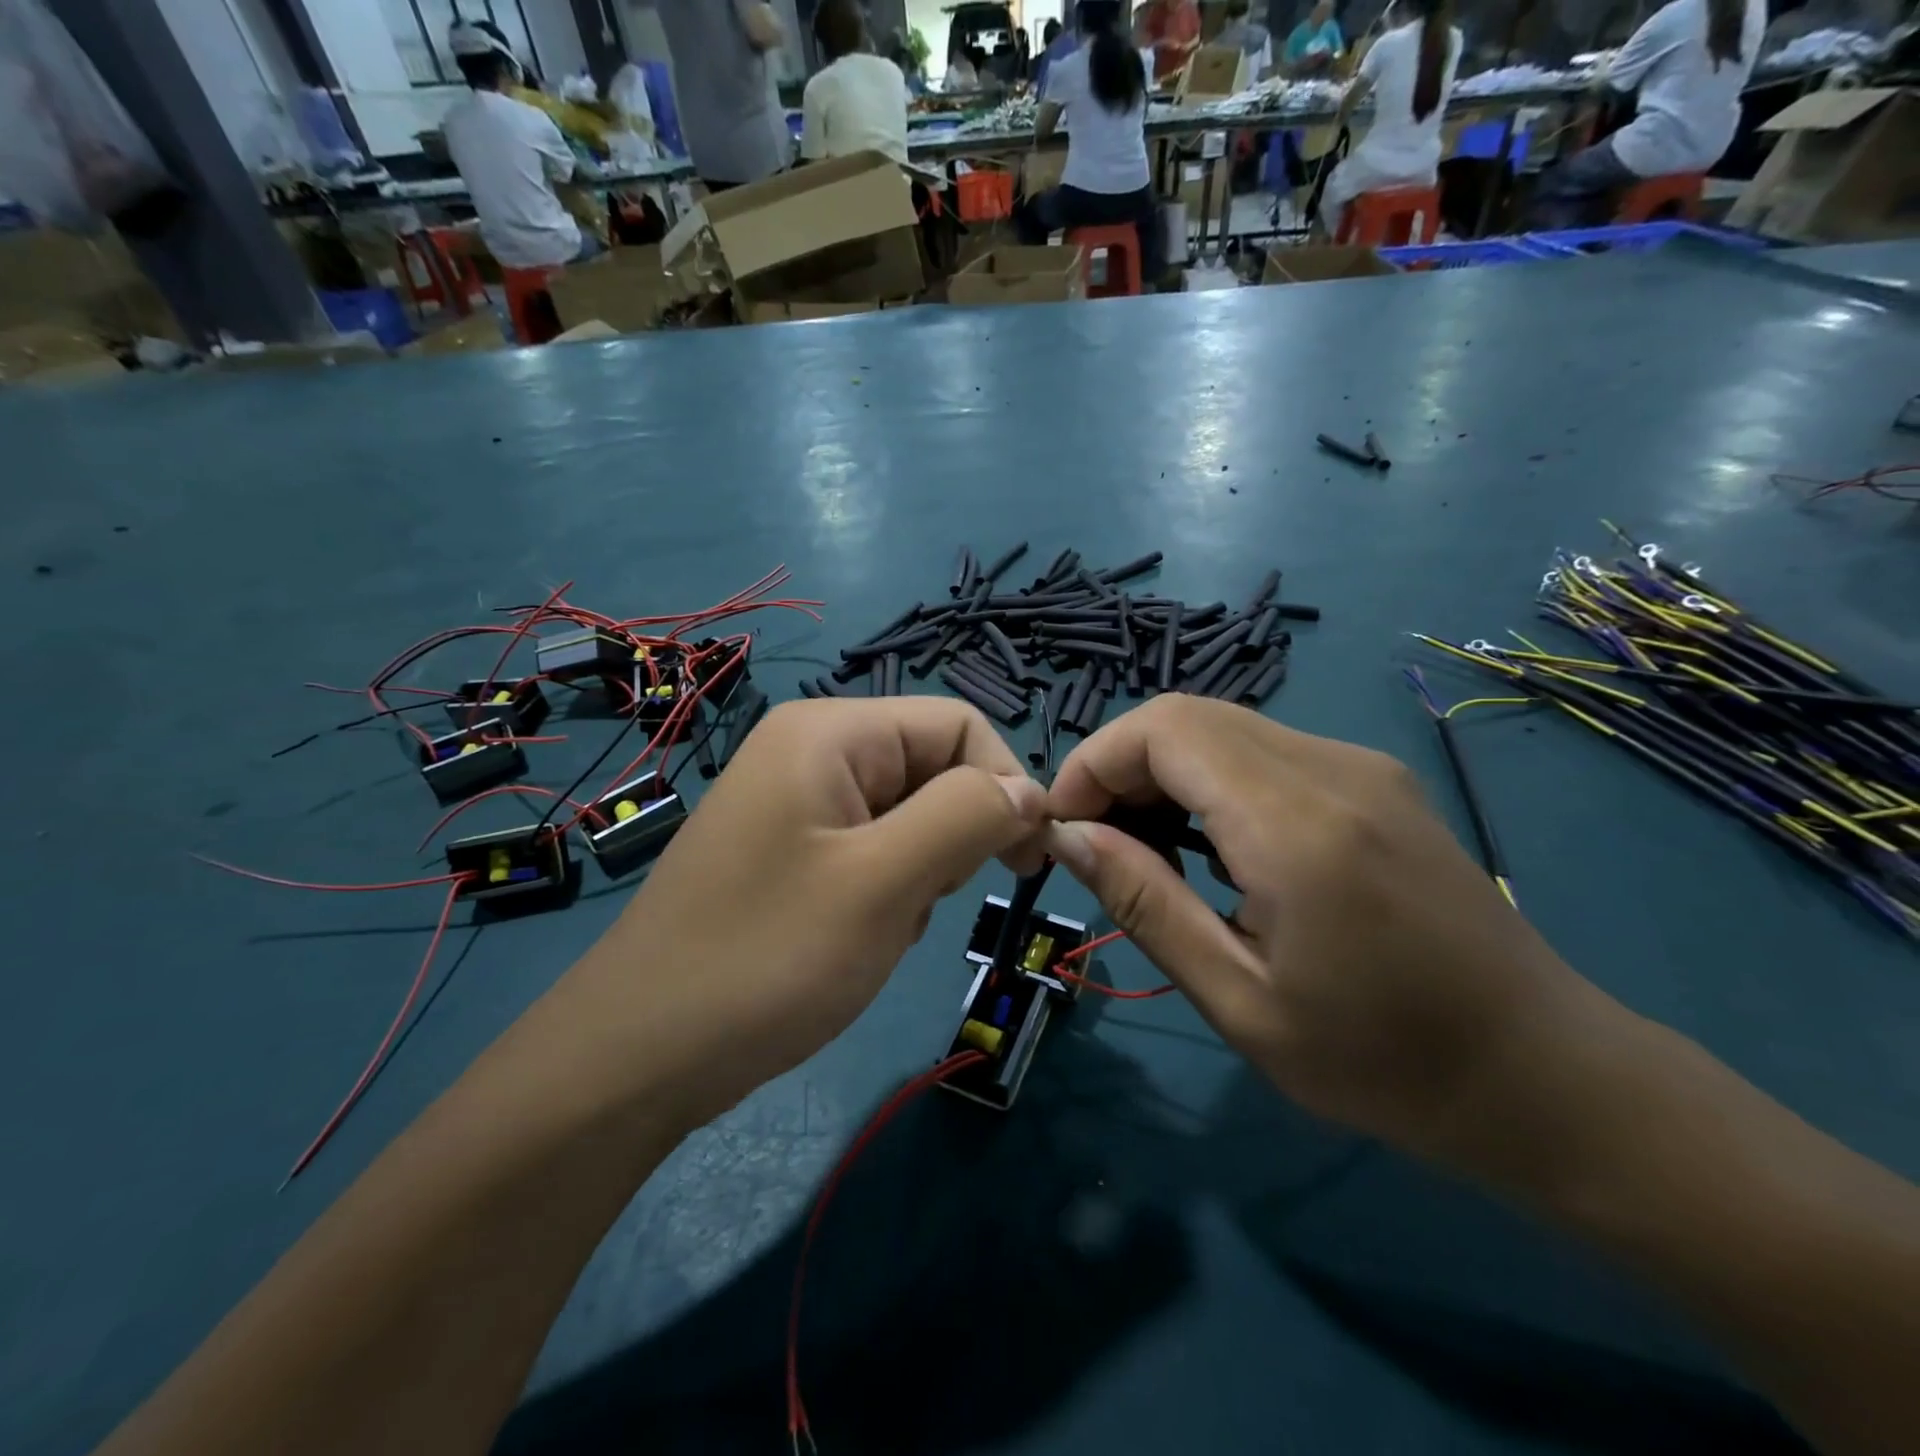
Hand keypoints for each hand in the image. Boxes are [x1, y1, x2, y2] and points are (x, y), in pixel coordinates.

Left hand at [564, 698, 1047, 1127]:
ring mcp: (796, 801)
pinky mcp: (789, 849)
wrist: (639, 1056)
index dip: (1004, 783)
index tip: (1026, 862)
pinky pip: (871, 849)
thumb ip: (967, 817)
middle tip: (921, 902)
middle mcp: (812, 750)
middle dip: (951, 836)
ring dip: (920, 871)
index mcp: (831, 732)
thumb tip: (1029, 791)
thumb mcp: (885, 883)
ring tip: (880, 925)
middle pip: (931, 767)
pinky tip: (854, 936)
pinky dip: (887, 890)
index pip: (958, 725)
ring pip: (908, 815)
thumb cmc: (768, 958)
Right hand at [1043, 696, 1606, 1175]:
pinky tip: (1208, 842)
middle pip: (1187, 714)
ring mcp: (1361, 767)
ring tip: (1145, 847)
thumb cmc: (1383, 1062)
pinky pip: (1262, 749)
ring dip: (1161, 770)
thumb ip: (1145, 904)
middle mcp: (1332, 768)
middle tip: (1098, 841)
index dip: (1095, 762)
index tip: (1066, 828)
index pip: (1165, 729)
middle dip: (1119, 764)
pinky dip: (1207, 777)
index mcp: (1298, 825)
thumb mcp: (1239, 1002)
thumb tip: (1069, 837)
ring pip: (1222, 725)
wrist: (1543, 1074)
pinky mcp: (1373, 779)